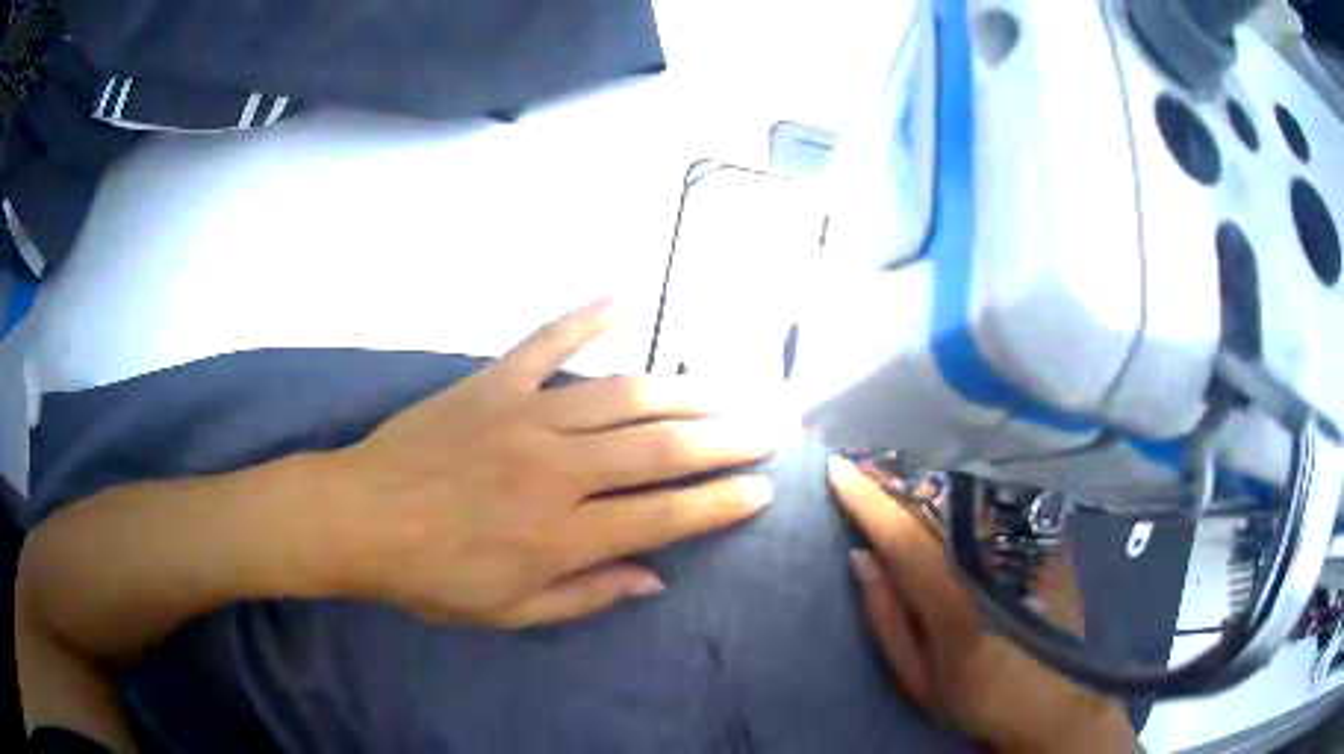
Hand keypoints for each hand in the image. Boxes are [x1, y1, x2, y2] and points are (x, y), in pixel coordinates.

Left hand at [324, 300, 787, 627]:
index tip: (763, 488)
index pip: (664, 517)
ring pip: (622, 396)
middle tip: (774, 426)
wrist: (355, 517)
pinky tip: (624, 300)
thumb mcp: (507, 612)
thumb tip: (654, 576)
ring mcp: (523, 417)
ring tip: (732, 387)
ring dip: (686, 390)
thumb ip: (585, 596)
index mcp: (559, 536)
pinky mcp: (490, 384)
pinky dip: (583, 318)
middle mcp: (554, 471)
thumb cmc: (429, 576)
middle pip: (660, 448)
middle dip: (727, 438)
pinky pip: (544, 343)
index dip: (720, 503)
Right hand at [828, 457, 1135, 752]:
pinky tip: (950, 492)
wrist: (1053, 702)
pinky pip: (999, 508)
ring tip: (897, 470)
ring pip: (970, 501)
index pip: (904, 539)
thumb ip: (888, 619)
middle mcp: (992, 566)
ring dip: (929, 483)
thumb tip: (861, 556)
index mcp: (953, 606)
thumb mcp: (918, 679)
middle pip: (938, 508)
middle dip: (896, 481)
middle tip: (862, 460)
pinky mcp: (1048, 544)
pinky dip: (967, 496)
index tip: (838, 468)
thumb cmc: (977, 698)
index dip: (869, 501)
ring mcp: (1027, 550)